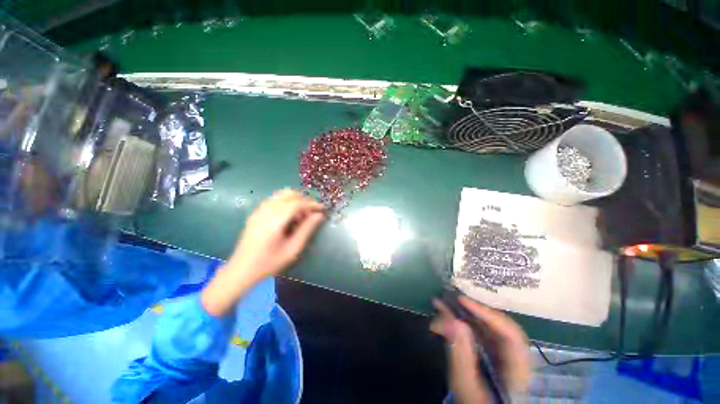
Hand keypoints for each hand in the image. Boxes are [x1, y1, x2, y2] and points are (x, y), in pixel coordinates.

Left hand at [202, 190, 324, 315]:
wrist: (241, 270)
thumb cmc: (269, 263)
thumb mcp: (293, 249)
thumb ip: (307, 230)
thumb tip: (319, 215)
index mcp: (275, 221)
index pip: (297, 203)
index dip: (312, 204)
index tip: (322, 208)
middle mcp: (266, 211)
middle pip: (289, 195)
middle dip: (304, 200)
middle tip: (313, 212)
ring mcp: (258, 211)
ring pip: (281, 195)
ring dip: (295, 200)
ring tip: (302, 213)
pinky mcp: (255, 213)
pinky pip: (273, 200)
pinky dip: (285, 202)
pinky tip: (289, 215)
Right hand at [431, 296, 530, 403]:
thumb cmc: (474, 403)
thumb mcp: (466, 386)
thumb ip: (461, 357)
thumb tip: (452, 321)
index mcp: (518, 368)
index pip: (510, 334)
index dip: (487, 314)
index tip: (461, 300)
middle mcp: (513, 355)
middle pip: (496, 325)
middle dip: (470, 311)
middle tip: (447, 298)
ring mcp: (500, 352)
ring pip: (484, 325)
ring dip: (462, 313)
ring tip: (440, 304)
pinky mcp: (488, 350)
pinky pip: (475, 330)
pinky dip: (459, 322)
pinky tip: (444, 317)